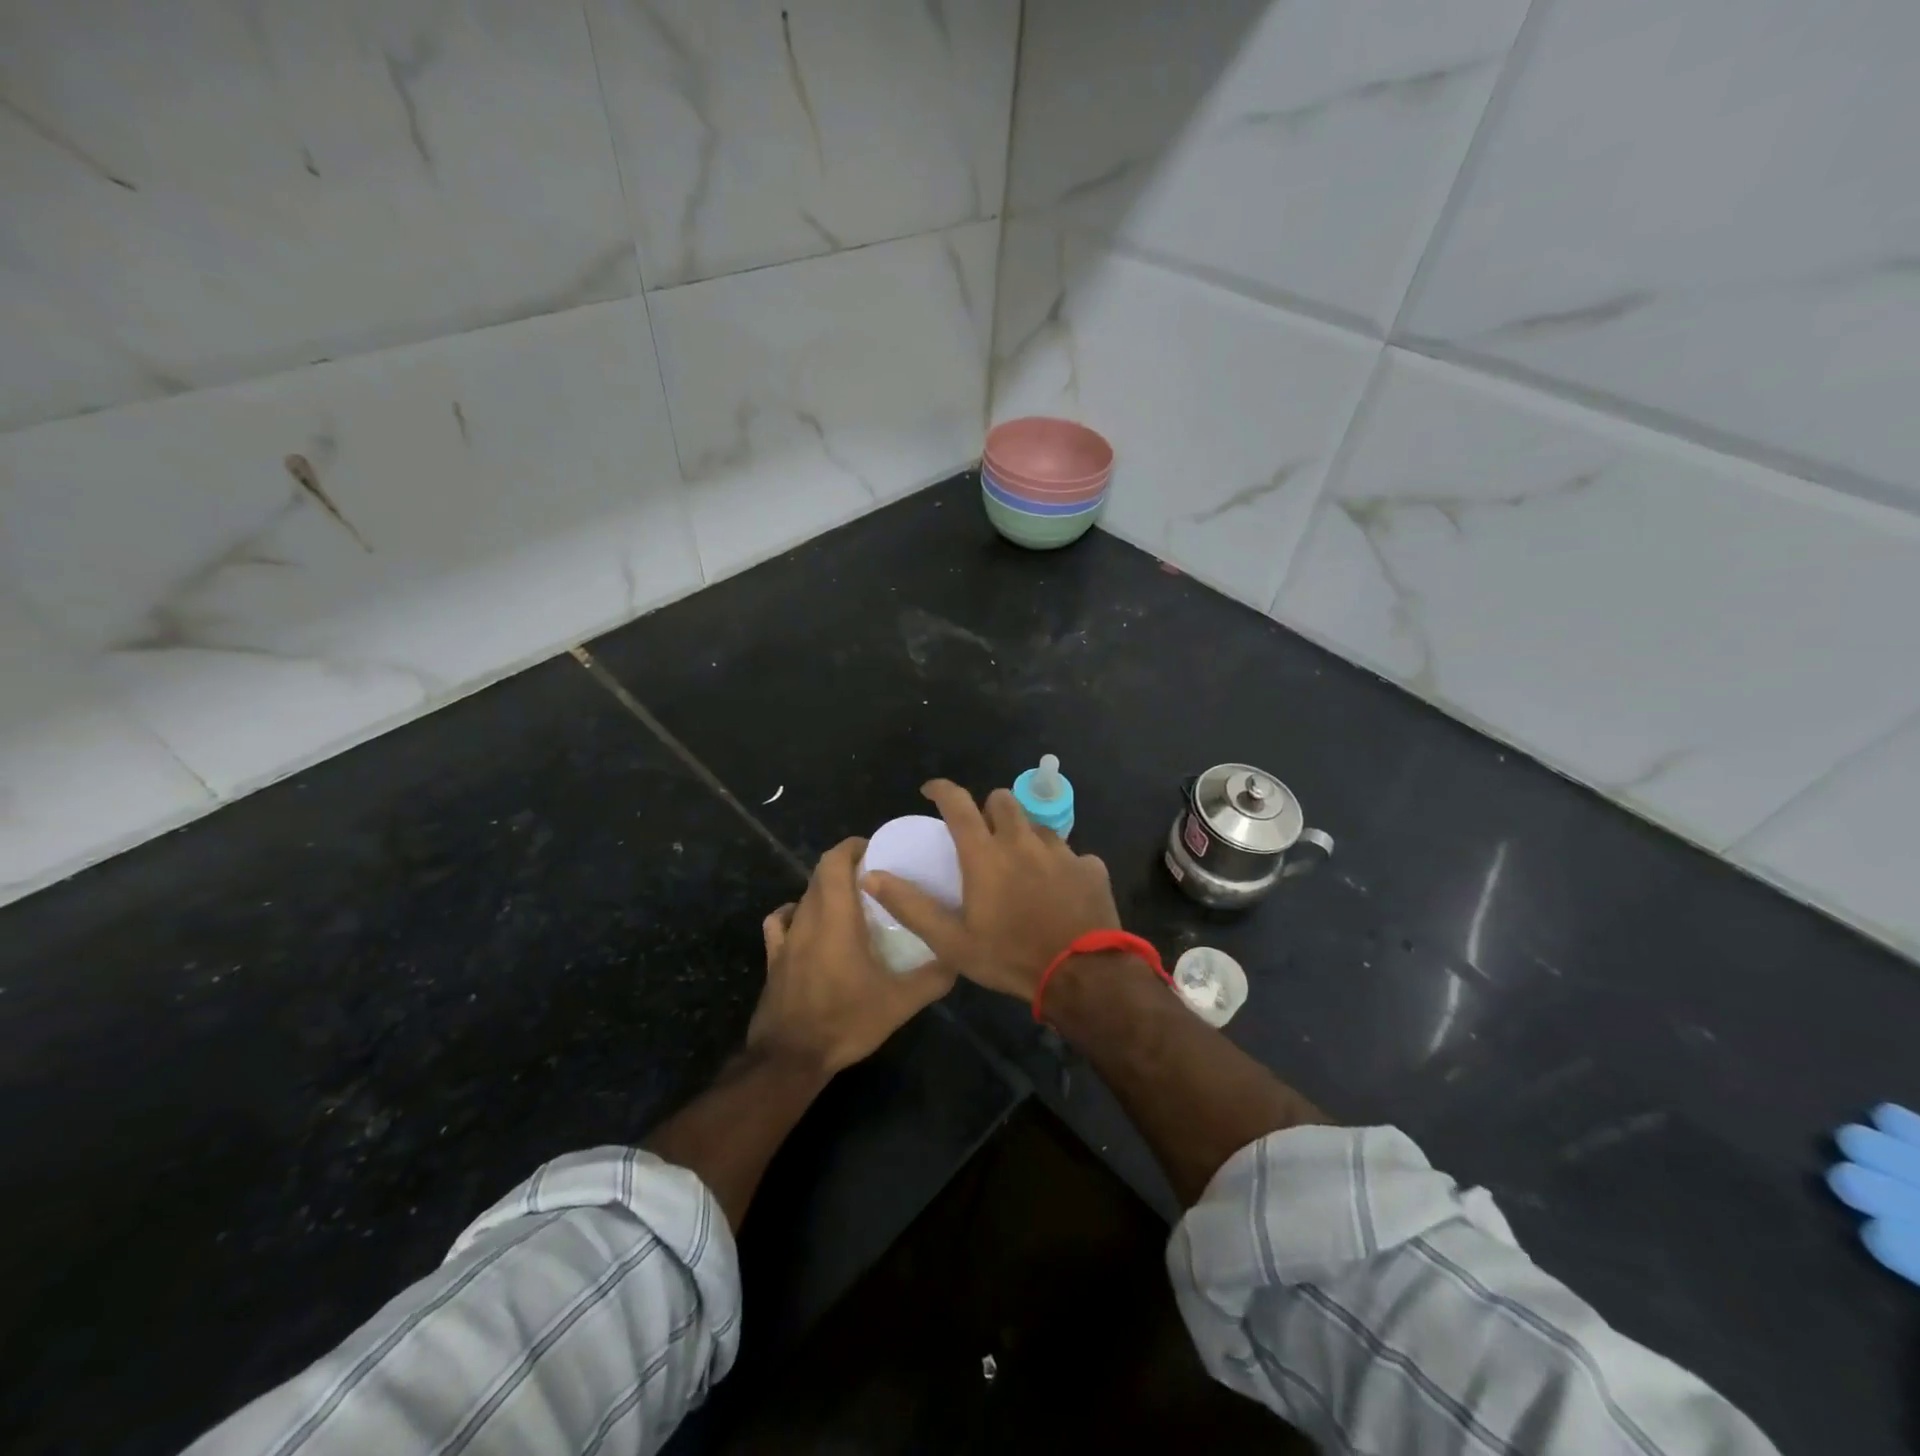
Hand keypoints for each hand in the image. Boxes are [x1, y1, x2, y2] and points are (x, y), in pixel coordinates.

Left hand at [747, 836, 955, 1073]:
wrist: (790, 1059)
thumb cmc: (845, 1021)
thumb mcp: (899, 1003)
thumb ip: (932, 978)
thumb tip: (958, 957)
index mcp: (836, 918)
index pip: (835, 862)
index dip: (853, 847)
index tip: (877, 849)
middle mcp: (807, 919)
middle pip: (820, 874)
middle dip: (845, 865)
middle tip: (875, 876)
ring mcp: (786, 939)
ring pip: (804, 896)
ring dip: (825, 889)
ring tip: (851, 901)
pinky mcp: (773, 959)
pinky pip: (780, 922)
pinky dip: (795, 913)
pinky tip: (807, 924)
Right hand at [863, 780, 1120, 1001]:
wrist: (1083, 977)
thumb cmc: (1010, 957)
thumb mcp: (952, 942)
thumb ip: (911, 906)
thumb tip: (871, 876)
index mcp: (986, 854)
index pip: (958, 803)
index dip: (941, 790)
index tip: (930, 790)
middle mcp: (1023, 841)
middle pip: (1003, 800)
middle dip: (989, 809)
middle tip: (983, 835)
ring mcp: (1062, 852)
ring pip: (1037, 826)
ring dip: (1024, 836)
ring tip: (1021, 866)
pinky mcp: (1091, 867)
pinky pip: (1071, 855)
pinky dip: (1060, 865)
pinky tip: (1059, 890)